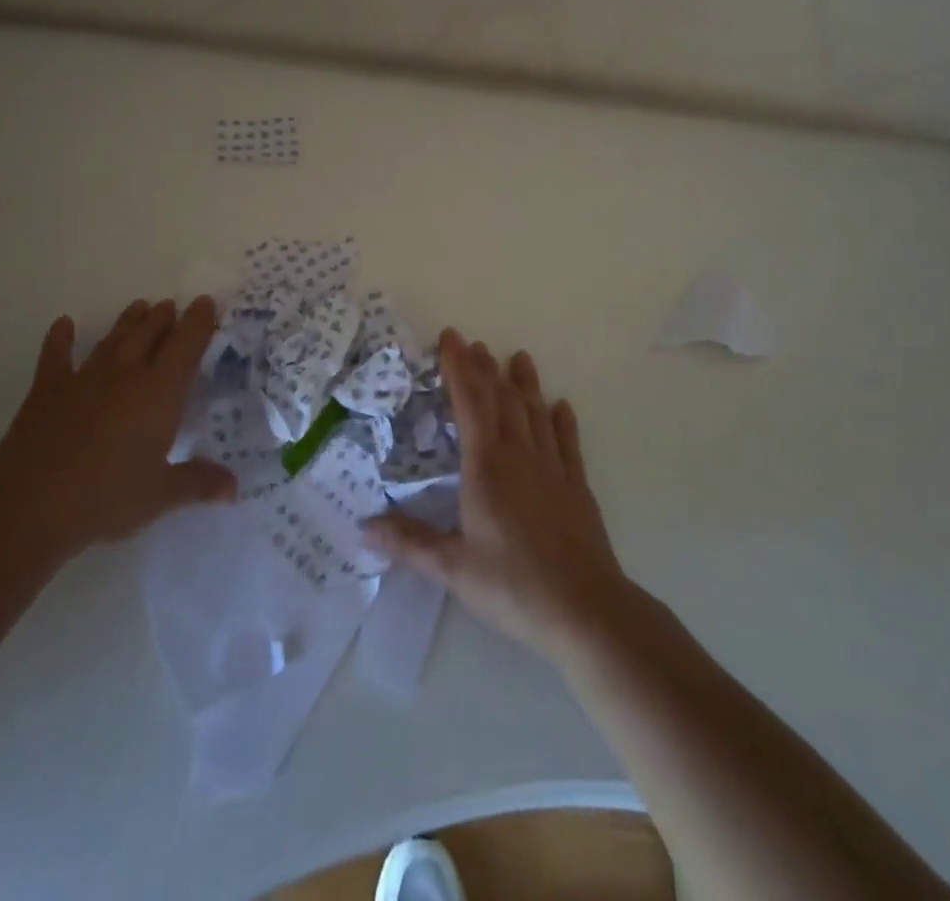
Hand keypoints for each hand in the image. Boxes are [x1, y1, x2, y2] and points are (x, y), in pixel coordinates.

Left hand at [0, 297, 236, 560]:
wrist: (30, 505)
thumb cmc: (106, 498)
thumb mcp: (160, 495)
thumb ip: (198, 483)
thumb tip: (234, 487)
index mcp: (159, 392)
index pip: (186, 346)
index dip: (199, 322)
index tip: (207, 302)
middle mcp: (125, 374)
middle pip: (149, 334)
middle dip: (163, 318)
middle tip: (171, 306)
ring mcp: (84, 378)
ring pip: (113, 339)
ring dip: (128, 322)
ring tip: (139, 307)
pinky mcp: (47, 390)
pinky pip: (55, 355)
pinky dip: (60, 338)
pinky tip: (64, 324)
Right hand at [365, 330, 630, 660]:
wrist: (586, 610)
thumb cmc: (513, 586)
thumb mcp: (453, 568)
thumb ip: (409, 542)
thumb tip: (363, 526)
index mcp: (486, 467)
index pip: (469, 403)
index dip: (458, 368)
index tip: (450, 338)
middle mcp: (520, 456)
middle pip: (501, 400)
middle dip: (485, 369)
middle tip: (475, 343)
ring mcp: (553, 469)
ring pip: (535, 414)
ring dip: (524, 384)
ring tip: (519, 357)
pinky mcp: (577, 487)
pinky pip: (567, 443)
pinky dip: (562, 421)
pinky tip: (561, 406)